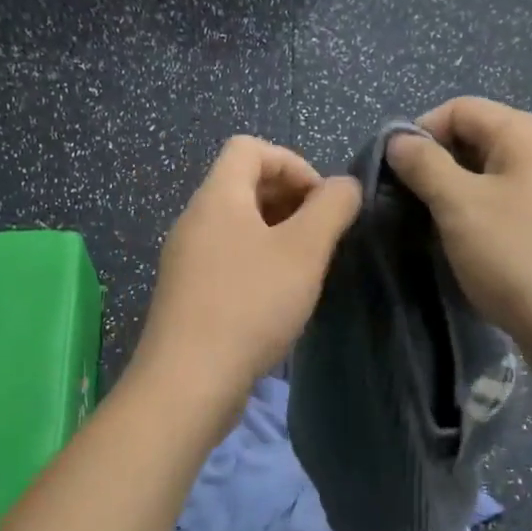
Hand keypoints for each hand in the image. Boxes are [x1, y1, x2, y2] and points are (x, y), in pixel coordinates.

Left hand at [133, 136, 360, 409]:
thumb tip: (345, 185)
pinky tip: (279, 296)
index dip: (292, 162)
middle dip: (289, 199)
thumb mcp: (304, 251)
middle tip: (321, 235)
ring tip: (306, 266)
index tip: (321, 202)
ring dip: (277, 233)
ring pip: (237, 225)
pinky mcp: (187, 293)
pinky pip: (227, 257)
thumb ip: (332, 208)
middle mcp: (195, 220)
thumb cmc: (250, 304)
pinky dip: (258, 261)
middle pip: (243, 184)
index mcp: (217, 197)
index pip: (249, 148)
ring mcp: (186, 259)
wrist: (188, 382)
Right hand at [386, 97, 531, 391]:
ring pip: (494, 175)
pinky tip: (474, 248)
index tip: (394, 175)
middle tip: (411, 207)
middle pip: (478, 139)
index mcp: (529, 132)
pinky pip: (514, 203)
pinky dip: (485, 216)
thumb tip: (399, 139)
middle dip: (438, 167)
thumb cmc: (519, 258)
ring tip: (437, 230)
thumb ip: (424, 164)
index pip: (459, 109)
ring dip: (459, 195)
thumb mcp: (459, 206)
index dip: (419, 134)